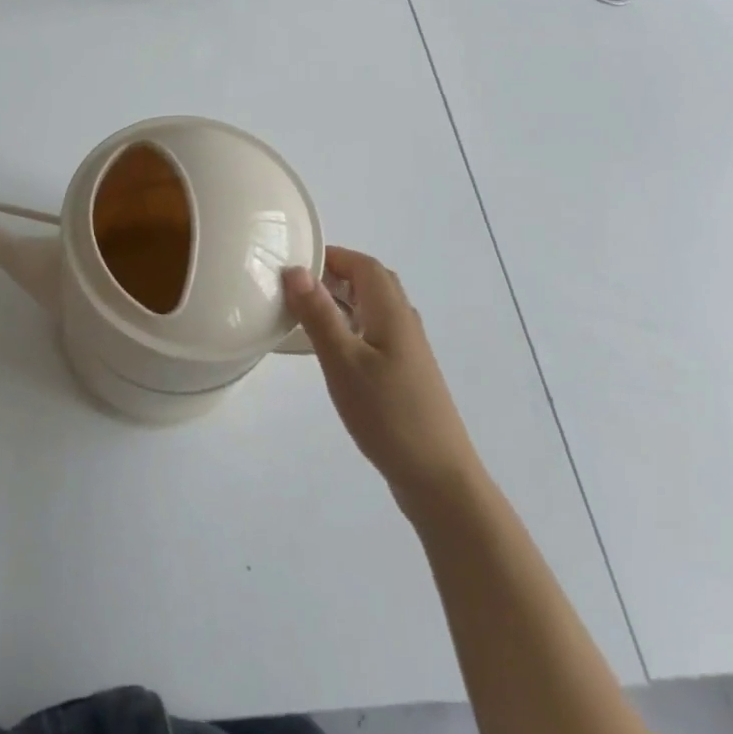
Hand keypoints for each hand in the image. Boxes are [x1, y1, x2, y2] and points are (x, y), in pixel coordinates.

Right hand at [284, 247, 477, 507]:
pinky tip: (331, 350)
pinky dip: (349, 326)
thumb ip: (319, 314)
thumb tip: (296, 269)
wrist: (438, 478)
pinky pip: (374, 332)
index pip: (363, 264)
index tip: (294, 263)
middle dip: (334, 275)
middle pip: (370, 282)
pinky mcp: (405, 373)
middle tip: (296, 287)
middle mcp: (403, 322)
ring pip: (372, 308)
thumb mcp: (343, 362)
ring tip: (304, 314)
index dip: (331, 255)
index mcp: (391, 312)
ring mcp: (407, 349)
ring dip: (341, 301)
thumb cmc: (388, 414)